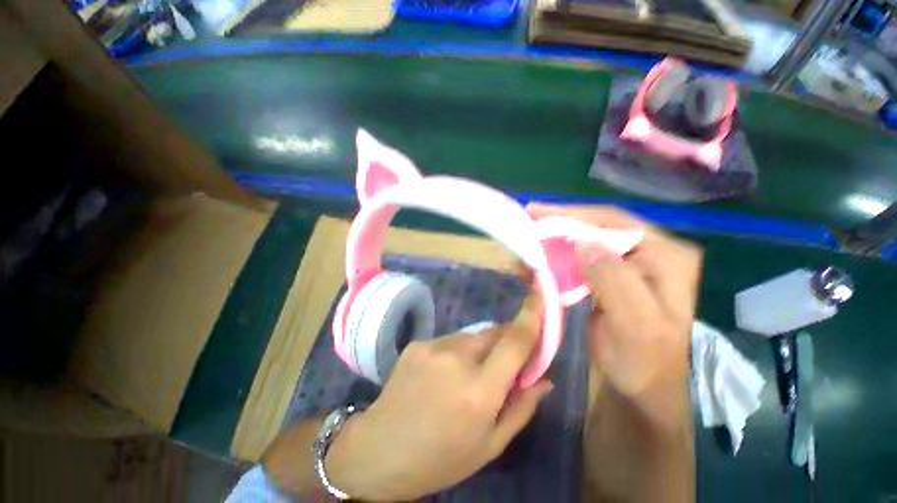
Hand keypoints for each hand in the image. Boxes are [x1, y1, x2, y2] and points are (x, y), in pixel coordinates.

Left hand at [325, 295, 553, 500]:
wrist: (380, 450)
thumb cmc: (440, 458)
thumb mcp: (490, 445)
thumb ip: (521, 408)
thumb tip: (545, 379)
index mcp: (479, 390)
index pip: (514, 341)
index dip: (531, 316)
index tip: (540, 297)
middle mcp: (457, 359)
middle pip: (493, 333)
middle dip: (505, 341)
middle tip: (504, 364)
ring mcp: (433, 347)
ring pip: (471, 336)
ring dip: (479, 349)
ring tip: (467, 377)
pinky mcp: (418, 343)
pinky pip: (450, 341)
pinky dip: (456, 352)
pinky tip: (443, 376)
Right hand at [528, 204, 700, 429]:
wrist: (645, 387)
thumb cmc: (646, 362)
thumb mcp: (636, 324)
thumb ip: (614, 280)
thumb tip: (583, 243)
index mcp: (666, 256)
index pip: (614, 222)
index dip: (573, 213)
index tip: (537, 211)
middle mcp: (648, 253)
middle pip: (596, 227)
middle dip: (559, 225)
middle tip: (526, 222)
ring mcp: (627, 265)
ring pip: (584, 242)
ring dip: (553, 242)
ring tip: (526, 242)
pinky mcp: (609, 278)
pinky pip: (578, 260)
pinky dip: (555, 259)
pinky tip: (536, 262)